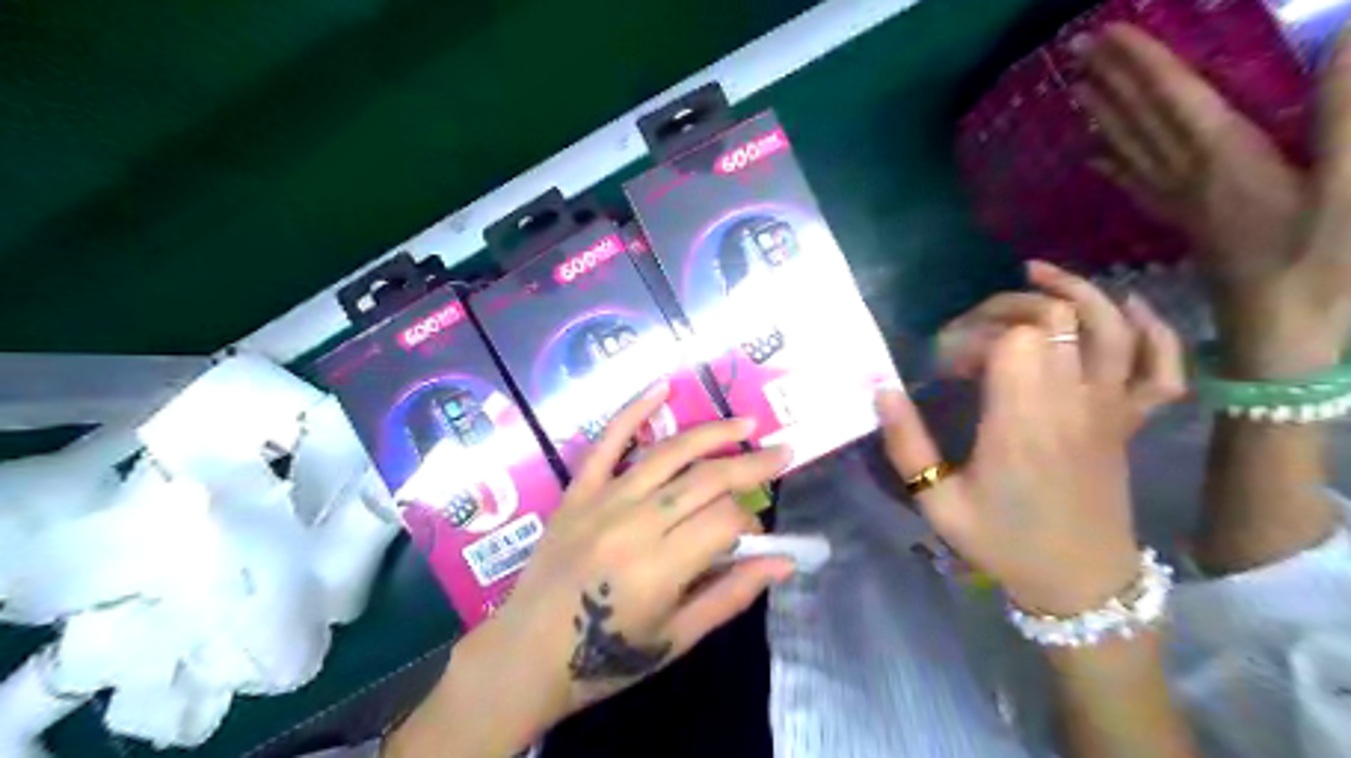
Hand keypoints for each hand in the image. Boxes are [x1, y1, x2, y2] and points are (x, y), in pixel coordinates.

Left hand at [474, 386, 793, 732]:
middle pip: (705, 479)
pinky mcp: (577, 491)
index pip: (725, 521)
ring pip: (669, 453)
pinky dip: (634, 412)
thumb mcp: (677, 638)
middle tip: (782, 454)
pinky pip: (607, 442)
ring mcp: (602, 500)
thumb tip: (784, 563)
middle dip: (751, 466)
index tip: (753, 535)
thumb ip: (732, 595)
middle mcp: (634, 523)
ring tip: (747, 426)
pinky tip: (663, 389)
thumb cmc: (606, 658)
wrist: (526, 655)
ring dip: (713, 434)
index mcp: (660, 568)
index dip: (750, 522)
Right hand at [878, 267, 1185, 614]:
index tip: (945, 366)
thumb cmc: (1003, 542)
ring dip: (1075, 290)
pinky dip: (1151, 328)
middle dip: (1004, 307)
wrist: (1078, 582)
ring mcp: (1109, 408)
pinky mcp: (1130, 420)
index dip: (970, 336)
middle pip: (1052, 319)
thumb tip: (882, 387)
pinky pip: (1161, 366)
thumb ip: (906, 443)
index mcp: (1022, 420)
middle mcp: (1071, 402)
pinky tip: (1125, 307)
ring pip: (1108, 325)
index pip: (1009, 340)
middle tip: (970, 329)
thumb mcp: (937, 502)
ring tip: (1036, 273)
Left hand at [1083, 24, 1350, 374]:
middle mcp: (1186, 176)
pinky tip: (1096, 154)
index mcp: (1222, 159)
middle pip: (1140, 118)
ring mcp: (1178, 201)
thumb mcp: (1349, 187)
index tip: (1103, 35)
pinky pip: (1137, 184)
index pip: (1169, 98)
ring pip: (1130, 147)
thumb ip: (1347, 115)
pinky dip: (1115, 163)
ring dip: (1104, 113)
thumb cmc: (1322, 262)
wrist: (1279, 328)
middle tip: (1075, 50)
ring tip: (1077, 87)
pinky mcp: (1180, 221)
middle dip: (1110, 78)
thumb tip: (1348, 33)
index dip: (1138, 63)